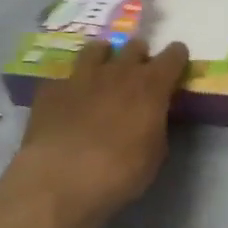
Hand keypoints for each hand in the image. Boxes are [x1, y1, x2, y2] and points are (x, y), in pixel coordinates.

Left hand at [0, 38, 188, 227]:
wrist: (60, 181)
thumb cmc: (120, 172)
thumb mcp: (155, 153)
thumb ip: (157, 125)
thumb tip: (152, 117)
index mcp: (151, 86)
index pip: (173, 56)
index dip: (177, 57)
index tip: (177, 64)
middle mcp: (118, 72)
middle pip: (135, 46)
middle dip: (140, 56)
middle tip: (139, 73)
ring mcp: (81, 77)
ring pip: (96, 49)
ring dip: (105, 57)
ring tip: (103, 71)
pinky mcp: (50, 90)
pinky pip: (64, 77)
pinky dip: (71, 85)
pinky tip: (68, 100)